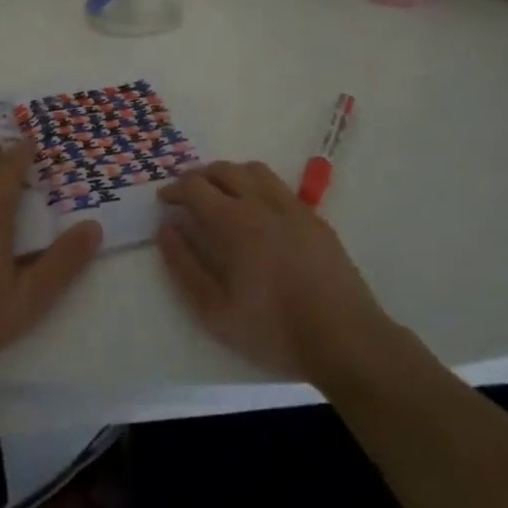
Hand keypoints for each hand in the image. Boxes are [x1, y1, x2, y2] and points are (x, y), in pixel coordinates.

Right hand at [156, 160, 393, 384]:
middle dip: (198, 176)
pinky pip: (278, 186)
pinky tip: (256, 210)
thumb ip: (185, 267)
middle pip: (224, 170)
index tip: (164, 200)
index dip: (175, 189)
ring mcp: (293, 207)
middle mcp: (262, 203)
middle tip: (186, 192)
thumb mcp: (216, 311)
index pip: (196, 188)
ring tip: (219, 192)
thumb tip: (166, 231)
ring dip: (229, 173)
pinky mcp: (314, 218)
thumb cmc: (274, 329)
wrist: (344, 337)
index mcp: (235, 223)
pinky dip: (257, 185)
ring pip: (254, 170)